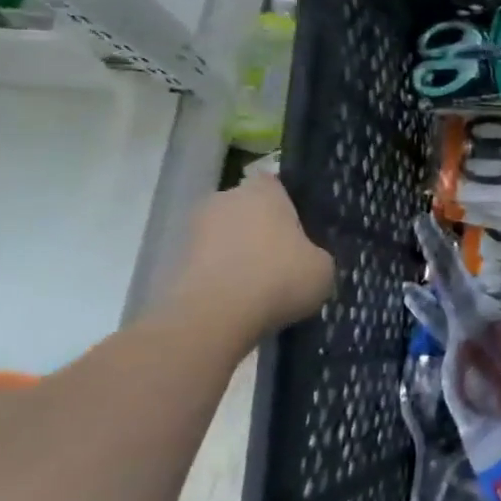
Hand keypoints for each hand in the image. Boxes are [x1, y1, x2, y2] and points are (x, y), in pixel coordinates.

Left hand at [170, 174, 333, 336]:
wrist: (215, 315)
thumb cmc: (280, 277)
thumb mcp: (323, 268)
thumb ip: (316, 254)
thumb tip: (308, 259)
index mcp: (264, 190)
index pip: (277, 185)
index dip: (288, 206)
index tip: (300, 230)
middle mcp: (227, 198)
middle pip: (249, 209)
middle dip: (261, 229)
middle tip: (283, 260)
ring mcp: (196, 228)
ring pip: (227, 236)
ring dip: (239, 253)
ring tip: (261, 286)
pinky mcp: (177, 260)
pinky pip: (211, 262)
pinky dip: (222, 276)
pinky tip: (240, 300)